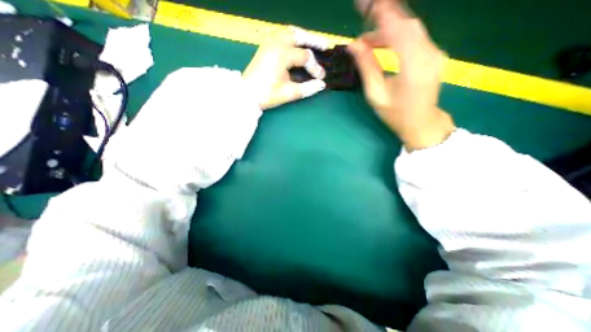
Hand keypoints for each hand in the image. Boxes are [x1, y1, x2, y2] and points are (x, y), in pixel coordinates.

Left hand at [243, 27, 330, 110]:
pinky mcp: (265, 47)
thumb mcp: (288, 93)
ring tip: (312, 43)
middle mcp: (276, 44)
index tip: (320, 78)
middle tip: (325, 46)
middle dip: (313, 40)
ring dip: (302, 36)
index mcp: (282, 55)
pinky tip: (296, 44)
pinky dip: (291, 37)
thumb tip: (321, 85)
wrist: (246, 95)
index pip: (305, 57)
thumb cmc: (267, 95)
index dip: (315, 67)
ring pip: (289, 32)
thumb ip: (307, 88)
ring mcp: (268, 44)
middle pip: (298, 35)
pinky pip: (281, 35)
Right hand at [347, 1, 453, 150]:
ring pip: (411, 28)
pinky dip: (397, 35)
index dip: (381, 14)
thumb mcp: (376, 94)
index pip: (398, 29)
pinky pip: (415, 37)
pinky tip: (383, 43)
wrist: (421, 123)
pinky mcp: (433, 54)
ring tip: (368, 39)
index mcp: (413, 66)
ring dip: (388, 28)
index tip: (365, 4)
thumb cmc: (396, 114)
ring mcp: (435, 52)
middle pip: (407, 23)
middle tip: (363, 15)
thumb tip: (354, 46)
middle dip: (384, 16)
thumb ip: (367, 67)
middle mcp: (429, 53)